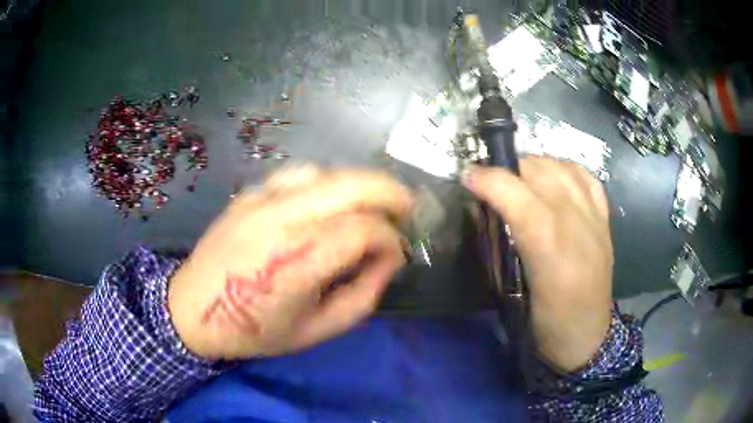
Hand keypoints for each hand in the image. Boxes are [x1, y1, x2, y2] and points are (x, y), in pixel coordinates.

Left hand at [168, 166, 413, 359]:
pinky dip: (326, 183)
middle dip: (390, 192)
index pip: (363, 231)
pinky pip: (298, 176)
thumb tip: (388, 260)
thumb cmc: (254, 329)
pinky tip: (328, 202)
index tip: (395, 255)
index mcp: (296, 263)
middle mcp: (280, 220)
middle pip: (351, 185)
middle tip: (407, 207)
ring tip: (371, 205)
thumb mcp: (318, 330)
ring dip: (358, 184)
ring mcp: (261, 200)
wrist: (192, 310)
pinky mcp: (249, 193)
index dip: (390, 240)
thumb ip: (363, 295)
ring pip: (326, 172)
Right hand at [463, 157, 612, 371]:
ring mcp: (593, 217)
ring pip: (562, 167)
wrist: (587, 338)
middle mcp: (573, 219)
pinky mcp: (605, 221)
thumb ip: (498, 247)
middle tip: (493, 185)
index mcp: (547, 242)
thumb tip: (484, 213)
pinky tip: (556, 180)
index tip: (467, 178)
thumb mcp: (512, 291)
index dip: (485, 178)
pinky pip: (587, 178)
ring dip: (536, 166)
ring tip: (522, 180)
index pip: (512, 190)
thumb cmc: (545, 323)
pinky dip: (567, 171)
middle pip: (538, 169)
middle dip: (508, 169)